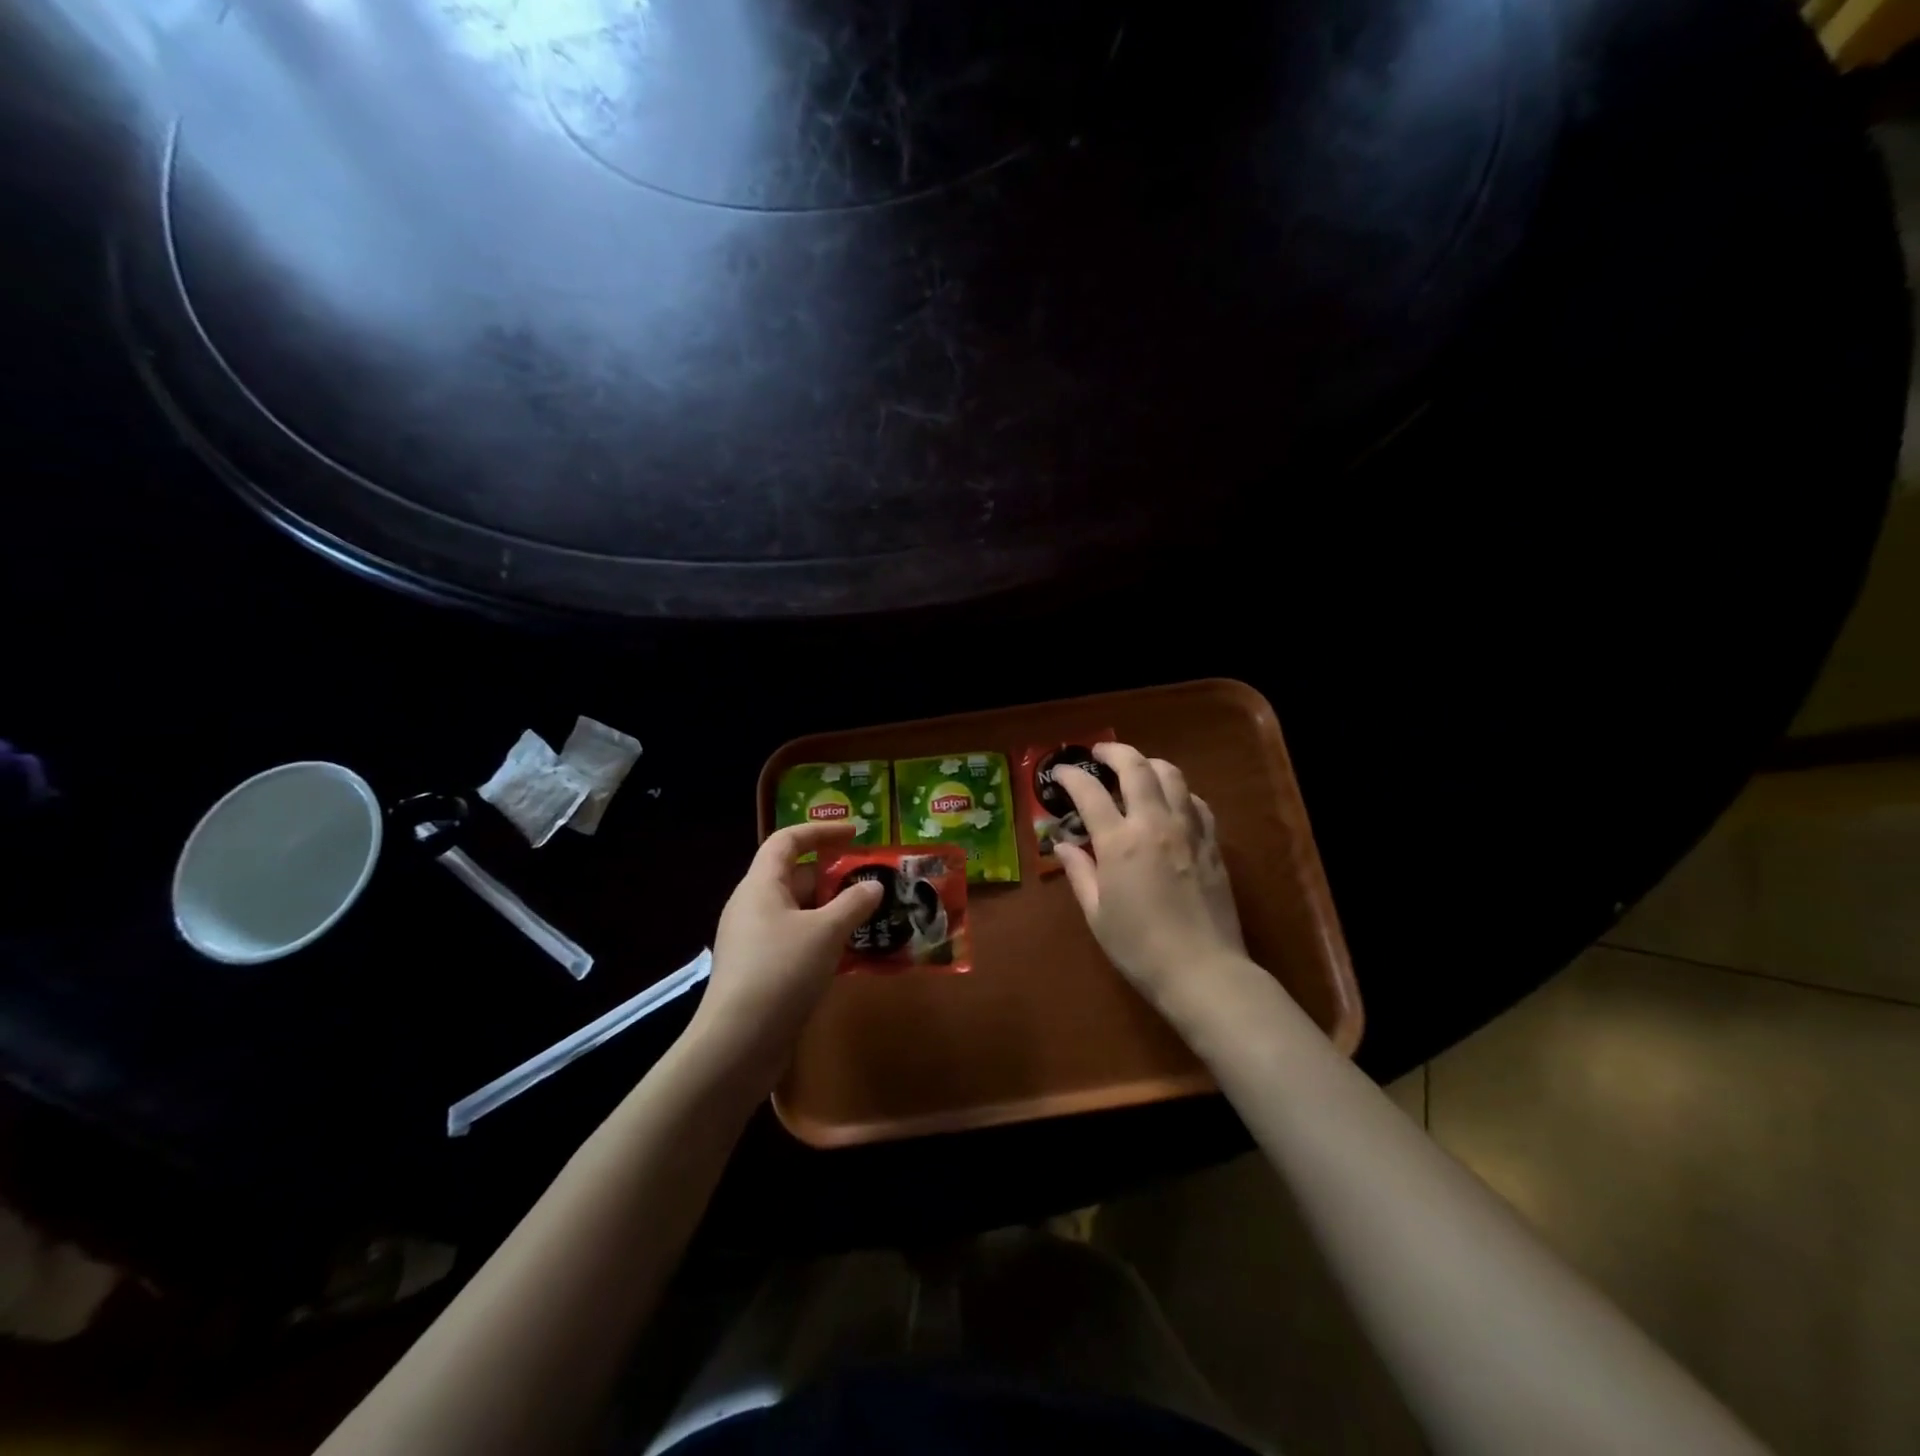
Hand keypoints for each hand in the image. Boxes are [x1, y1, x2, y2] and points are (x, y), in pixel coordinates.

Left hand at [689, 822, 884, 1087]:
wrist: (738, 1044)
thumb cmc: (781, 972)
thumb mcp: (825, 932)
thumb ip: (853, 904)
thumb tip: (873, 886)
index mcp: (760, 886)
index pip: (787, 841)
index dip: (821, 831)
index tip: (856, 833)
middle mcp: (753, 907)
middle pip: (795, 877)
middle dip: (834, 877)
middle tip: (872, 883)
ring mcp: (754, 941)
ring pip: (798, 913)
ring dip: (832, 912)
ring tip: (870, 918)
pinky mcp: (760, 972)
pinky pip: (796, 941)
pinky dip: (823, 940)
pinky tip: (850, 955)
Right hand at [1054, 744, 1247, 1011]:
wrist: (1203, 971)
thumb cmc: (1139, 948)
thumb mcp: (1097, 914)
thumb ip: (1079, 872)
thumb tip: (1062, 845)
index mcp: (1120, 843)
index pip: (1090, 792)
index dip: (1070, 775)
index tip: (1058, 773)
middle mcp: (1155, 824)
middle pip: (1136, 768)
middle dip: (1114, 752)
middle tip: (1099, 753)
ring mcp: (1189, 830)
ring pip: (1172, 775)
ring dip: (1149, 764)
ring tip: (1136, 770)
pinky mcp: (1212, 843)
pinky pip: (1196, 802)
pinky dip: (1178, 792)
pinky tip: (1171, 803)